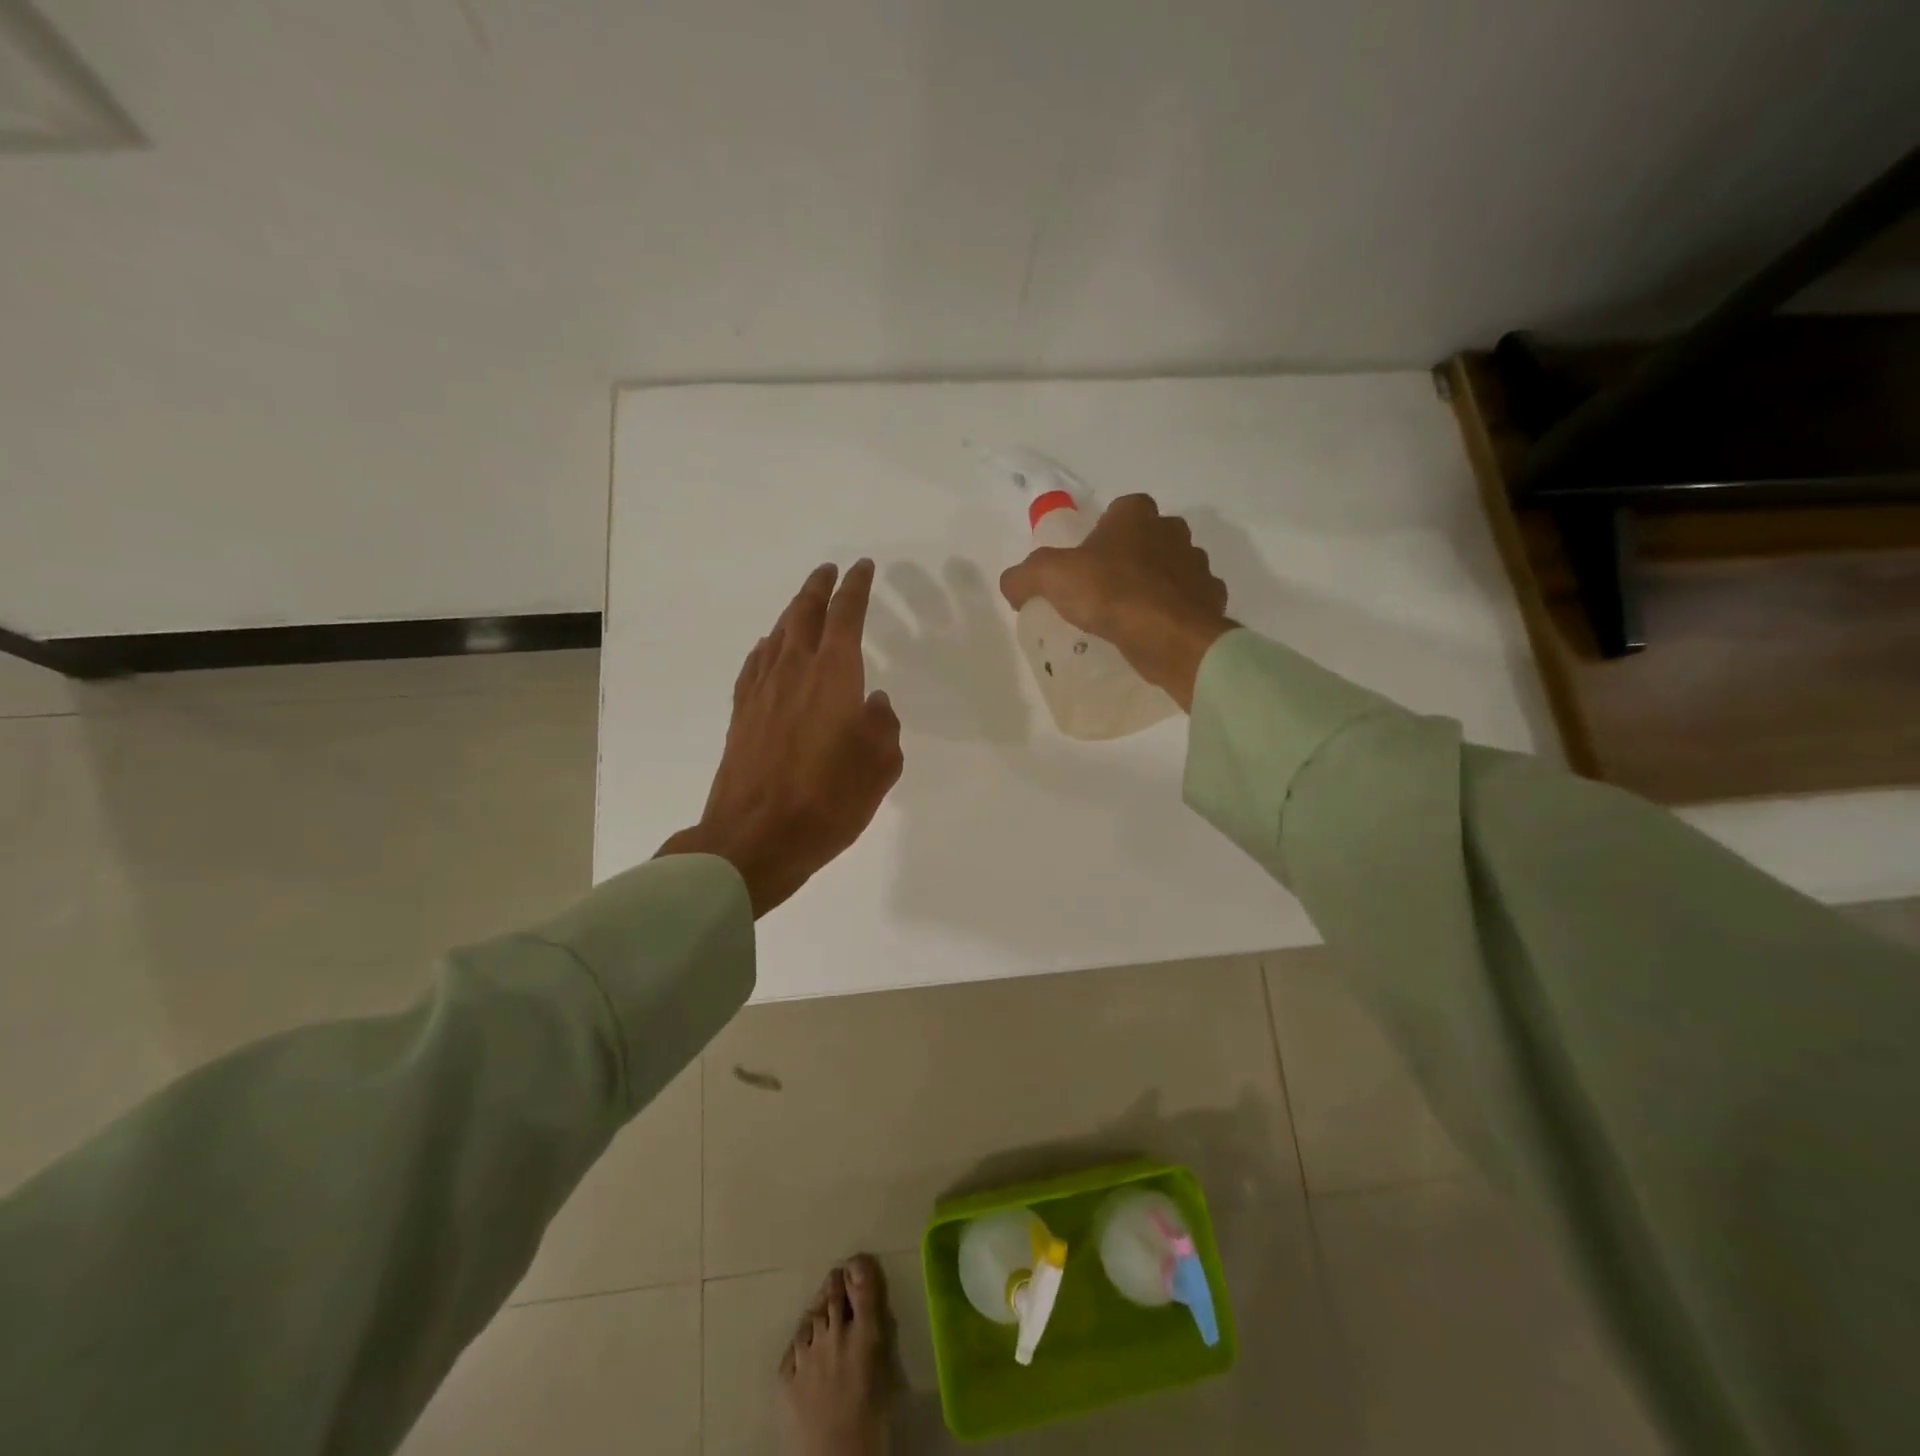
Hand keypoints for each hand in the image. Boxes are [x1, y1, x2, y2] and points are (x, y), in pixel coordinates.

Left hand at [657, 560, 902, 916]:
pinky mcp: (740, 714)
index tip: (863, 567)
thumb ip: (883, 725)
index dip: (856, 587)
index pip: (846, 615)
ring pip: (777, 635)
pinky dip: (765, 648)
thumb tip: (873, 701)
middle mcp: (794, 671)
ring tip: (803, 604)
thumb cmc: (828, 801)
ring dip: (792, 613)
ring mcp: (761, 691)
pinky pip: (754, 665)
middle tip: (829, 571)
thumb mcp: (880, 766)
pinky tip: (767, 649)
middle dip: (818, 587)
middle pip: (803, 614)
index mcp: (834, 676)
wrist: (755, 838)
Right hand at [999, 494, 1233, 709]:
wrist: (1169, 637)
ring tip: (1127, 615)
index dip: (1102, 533)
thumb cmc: (1110, 593)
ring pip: (1170, 570)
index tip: (1086, 562)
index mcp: (1137, 514)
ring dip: (1153, 586)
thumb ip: (1024, 576)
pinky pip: (1186, 602)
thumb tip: (1013, 585)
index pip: (1119, 510)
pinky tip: (1151, 632)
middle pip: (1146, 539)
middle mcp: (1173, 531)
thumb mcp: (1049, 578)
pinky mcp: (1210, 601)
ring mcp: (1197, 566)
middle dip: (1129, 558)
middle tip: (1102, 590)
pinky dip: (1171, 612)